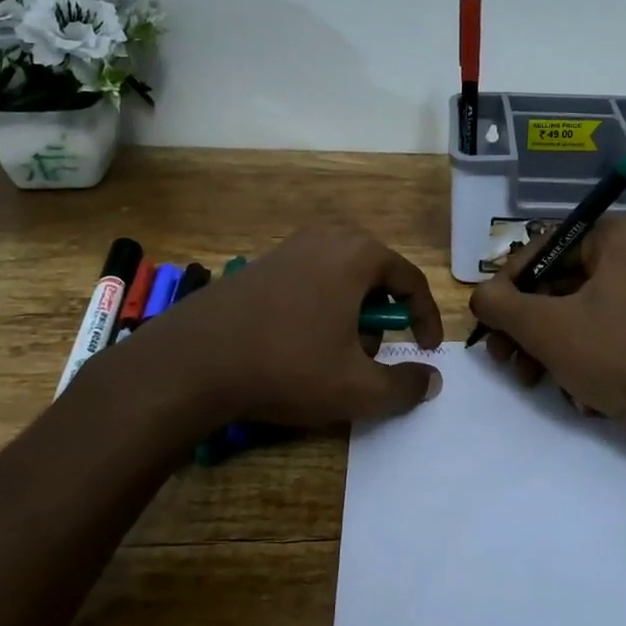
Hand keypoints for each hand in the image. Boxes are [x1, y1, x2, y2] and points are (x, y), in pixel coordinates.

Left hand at [81, 223, 442, 434]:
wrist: (193, 361)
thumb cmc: (288, 366)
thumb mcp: (357, 388)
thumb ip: (405, 386)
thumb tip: (432, 379)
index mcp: (359, 253)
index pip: (412, 281)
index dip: (426, 320)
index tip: (427, 351)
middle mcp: (327, 236)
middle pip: (376, 276)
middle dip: (383, 317)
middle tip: (374, 354)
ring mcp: (290, 246)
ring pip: (342, 278)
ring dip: (351, 314)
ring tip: (335, 354)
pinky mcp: (261, 263)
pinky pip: (310, 279)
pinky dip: (320, 307)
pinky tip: (298, 343)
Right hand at [469, 215, 625, 483]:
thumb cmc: (618, 356)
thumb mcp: (545, 327)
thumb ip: (500, 304)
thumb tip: (480, 297)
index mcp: (615, 237)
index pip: (542, 247)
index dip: (507, 283)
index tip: (488, 319)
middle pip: (555, 283)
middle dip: (525, 326)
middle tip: (500, 358)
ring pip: (573, 314)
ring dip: (544, 349)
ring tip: (529, 380)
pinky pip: (598, 335)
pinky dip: (578, 361)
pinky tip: (575, 395)